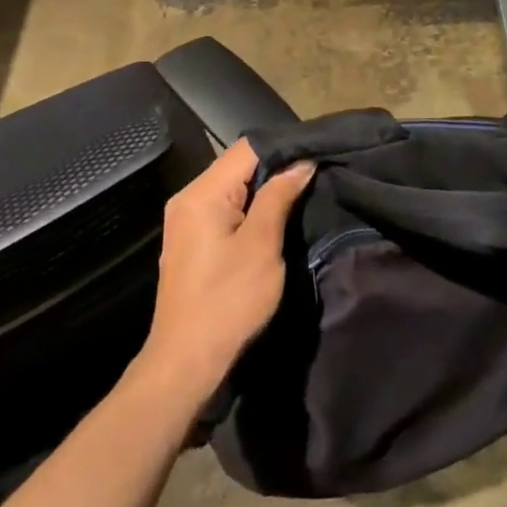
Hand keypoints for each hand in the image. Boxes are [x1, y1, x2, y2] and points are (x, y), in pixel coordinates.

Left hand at [145, 140, 313, 390]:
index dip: (285, 147)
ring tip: (304, 191)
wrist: (188, 359)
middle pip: (238, 165)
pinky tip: (277, 216)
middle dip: (277, 166)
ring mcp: (187, 220)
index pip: (246, 148)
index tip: (319, 153)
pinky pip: (225, 208)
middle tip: (317, 172)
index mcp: (202, 194)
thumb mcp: (262, 245)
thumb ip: (279, 197)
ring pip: (233, 187)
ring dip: (266, 188)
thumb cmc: (229, 300)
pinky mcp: (192, 241)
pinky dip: (251, 207)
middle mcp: (188, 198)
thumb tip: (302, 163)